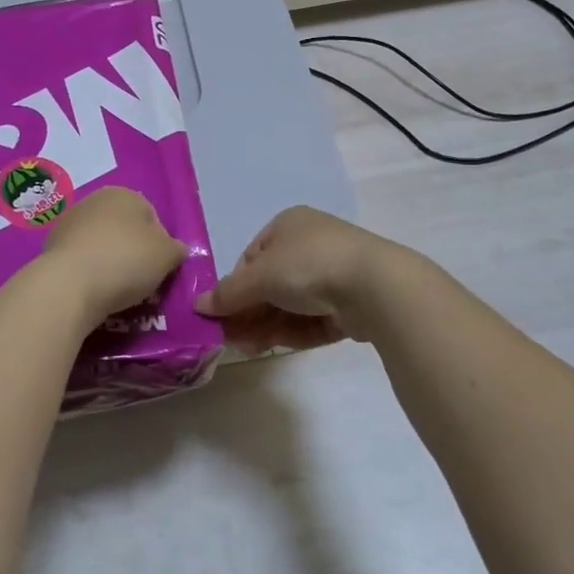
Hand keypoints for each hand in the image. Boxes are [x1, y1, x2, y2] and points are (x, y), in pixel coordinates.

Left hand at [38, 187, 187, 322]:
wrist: (68, 285)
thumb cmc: (126, 261)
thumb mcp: (168, 256)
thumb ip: (176, 249)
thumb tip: (175, 250)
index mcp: (125, 194)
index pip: (153, 219)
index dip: (160, 246)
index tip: (158, 270)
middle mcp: (95, 200)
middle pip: (125, 230)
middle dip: (133, 252)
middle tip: (139, 281)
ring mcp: (68, 222)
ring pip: (101, 244)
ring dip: (109, 262)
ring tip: (115, 290)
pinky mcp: (50, 247)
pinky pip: (81, 260)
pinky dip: (88, 272)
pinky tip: (92, 290)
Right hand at [194, 206, 394, 353]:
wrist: (374, 285)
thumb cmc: (308, 265)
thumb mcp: (260, 276)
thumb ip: (228, 293)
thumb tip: (199, 306)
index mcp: (289, 225)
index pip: (252, 257)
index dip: (235, 286)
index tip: (223, 312)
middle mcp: (311, 244)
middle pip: (271, 284)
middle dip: (251, 312)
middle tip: (232, 338)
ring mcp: (333, 274)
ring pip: (291, 304)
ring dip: (268, 325)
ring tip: (250, 348)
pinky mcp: (350, 303)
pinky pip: (313, 318)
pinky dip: (295, 331)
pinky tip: (277, 346)